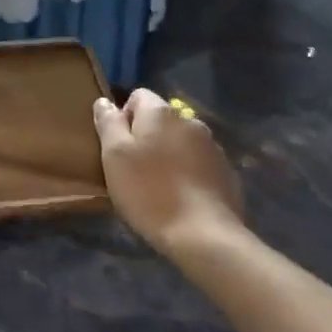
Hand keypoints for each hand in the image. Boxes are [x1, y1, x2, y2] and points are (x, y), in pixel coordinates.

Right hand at [94, 89, 246, 258]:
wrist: (204, 236)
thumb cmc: (149, 192)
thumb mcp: (114, 156)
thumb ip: (108, 123)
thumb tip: (104, 102)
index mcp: (161, 112)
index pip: (137, 96)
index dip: (123, 118)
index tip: (118, 148)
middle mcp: (190, 120)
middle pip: (160, 120)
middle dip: (147, 138)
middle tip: (134, 170)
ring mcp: (213, 146)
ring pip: (181, 142)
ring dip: (169, 155)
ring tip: (159, 187)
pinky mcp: (226, 172)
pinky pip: (199, 163)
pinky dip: (188, 174)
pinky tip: (182, 199)